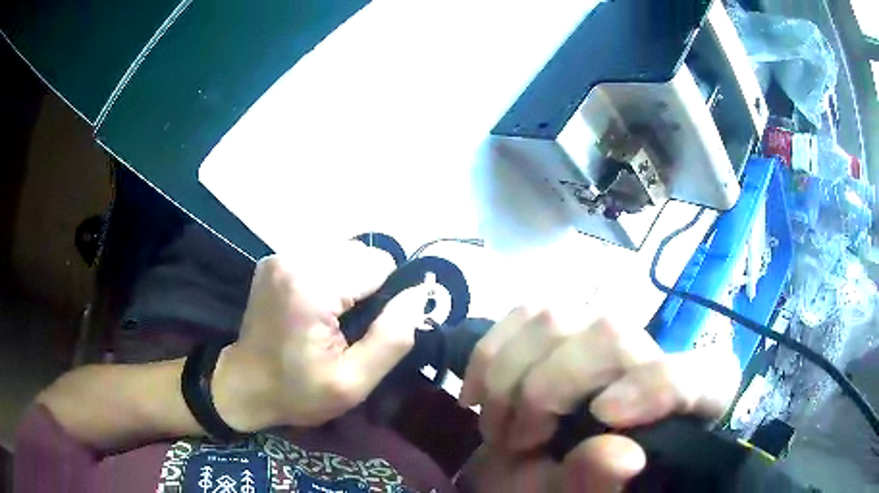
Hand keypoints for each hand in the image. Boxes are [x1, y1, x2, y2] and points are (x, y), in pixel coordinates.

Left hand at [215, 241, 429, 430]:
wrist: (245, 386)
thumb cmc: (298, 391)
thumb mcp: (353, 382)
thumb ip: (392, 339)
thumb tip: (419, 295)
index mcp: (311, 286)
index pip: (378, 264)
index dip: (385, 297)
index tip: (369, 328)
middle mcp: (294, 258)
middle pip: (360, 253)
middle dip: (366, 287)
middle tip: (350, 326)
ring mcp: (280, 255)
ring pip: (344, 252)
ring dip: (349, 281)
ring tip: (333, 317)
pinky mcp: (275, 259)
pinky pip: (323, 256)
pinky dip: (330, 278)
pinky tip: (317, 306)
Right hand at [457, 308, 739, 491]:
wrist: (547, 459)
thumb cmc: (575, 481)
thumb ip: (601, 481)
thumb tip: (620, 455)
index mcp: (686, 398)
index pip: (693, 374)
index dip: (654, 385)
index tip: (602, 415)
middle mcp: (652, 352)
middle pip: (612, 334)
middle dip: (546, 390)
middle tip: (514, 441)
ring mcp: (604, 330)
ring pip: (556, 317)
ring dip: (509, 376)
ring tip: (496, 424)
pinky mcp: (566, 322)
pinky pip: (522, 314)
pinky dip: (491, 354)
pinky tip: (480, 392)